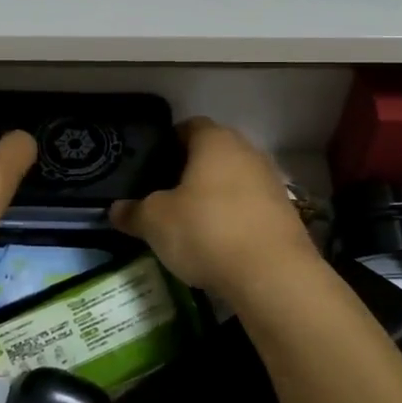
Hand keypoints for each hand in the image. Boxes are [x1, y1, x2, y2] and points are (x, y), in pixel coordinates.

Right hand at [109, 117, 317, 296]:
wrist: (272, 275)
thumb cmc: (206, 231)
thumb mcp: (155, 222)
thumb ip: (133, 212)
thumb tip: (115, 210)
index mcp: (215, 141)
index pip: (189, 127)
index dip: (168, 143)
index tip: (152, 166)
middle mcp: (248, 152)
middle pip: (213, 153)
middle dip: (191, 171)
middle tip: (165, 195)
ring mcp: (271, 182)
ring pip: (234, 181)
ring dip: (215, 196)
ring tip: (190, 222)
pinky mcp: (286, 213)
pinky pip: (250, 207)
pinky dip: (234, 218)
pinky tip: (218, 243)